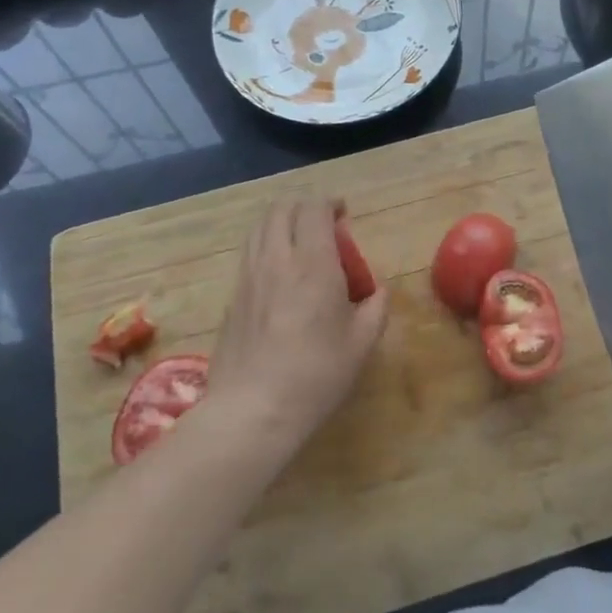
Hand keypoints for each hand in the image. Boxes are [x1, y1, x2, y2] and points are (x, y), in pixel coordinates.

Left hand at [206, 200, 388, 458]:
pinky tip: (278, 273)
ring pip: (260, 228)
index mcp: (313, 262)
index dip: (330, 203)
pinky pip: (249, 254)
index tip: (343, 213)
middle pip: (281, 209)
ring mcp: (249, 276)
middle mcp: (277, 259)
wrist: (253, 409)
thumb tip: (378, 290)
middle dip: (303, 206)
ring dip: (281, 223)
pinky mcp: (232, 297)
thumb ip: (376, 307)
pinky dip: (266, 247)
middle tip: (322, 223)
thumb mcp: (362, 343)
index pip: (314, 209)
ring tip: (298, 242)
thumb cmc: (316, 373)